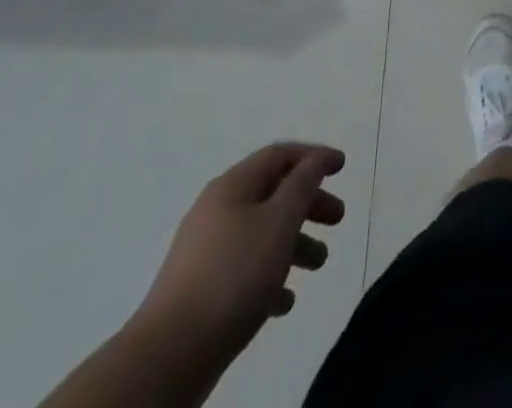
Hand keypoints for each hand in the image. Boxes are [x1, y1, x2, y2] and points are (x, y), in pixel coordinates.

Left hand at [134, 142, 345, 358]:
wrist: (169, 355)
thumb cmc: (233, 275)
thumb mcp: (279, 221)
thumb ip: (302, 185)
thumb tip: (314, 161)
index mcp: (232, 186)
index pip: (279, 155)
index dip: (313, 157)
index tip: (342, 167)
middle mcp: (217, 210)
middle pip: (272, 194)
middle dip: (309, 203)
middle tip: (338, 219)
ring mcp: (205, 252)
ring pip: (261, 234)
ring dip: (294, 243)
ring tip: (319, 264)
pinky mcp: (200, 290)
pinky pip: (244, 270)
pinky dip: (270, 275)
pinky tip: (285, 301)